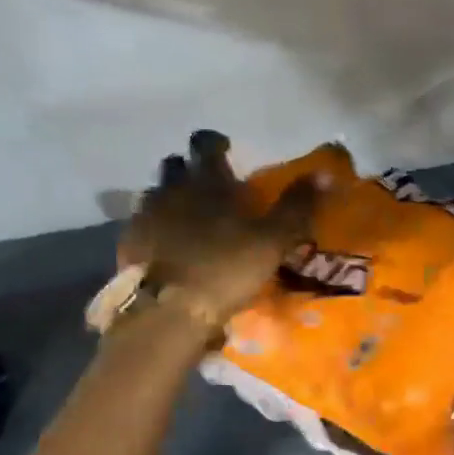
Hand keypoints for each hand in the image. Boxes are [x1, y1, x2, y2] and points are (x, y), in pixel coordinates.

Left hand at [109, 130, 319, 333]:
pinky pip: (143, 225)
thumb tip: (324, 173)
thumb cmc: (226, 268)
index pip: (206, 145)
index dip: (216, 144)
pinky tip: (169, 247)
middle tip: (210, 188)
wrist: (170, 311)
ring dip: (172, 199)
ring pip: (157, 194)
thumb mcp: (273, 240)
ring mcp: (145, 216)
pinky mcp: (129, 243)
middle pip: (176, 165)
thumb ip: (296, 206)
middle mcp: (171, 189)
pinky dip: (157, 228)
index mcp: (207, 182)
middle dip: (190, 170)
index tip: (227, 150)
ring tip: (190, 219)